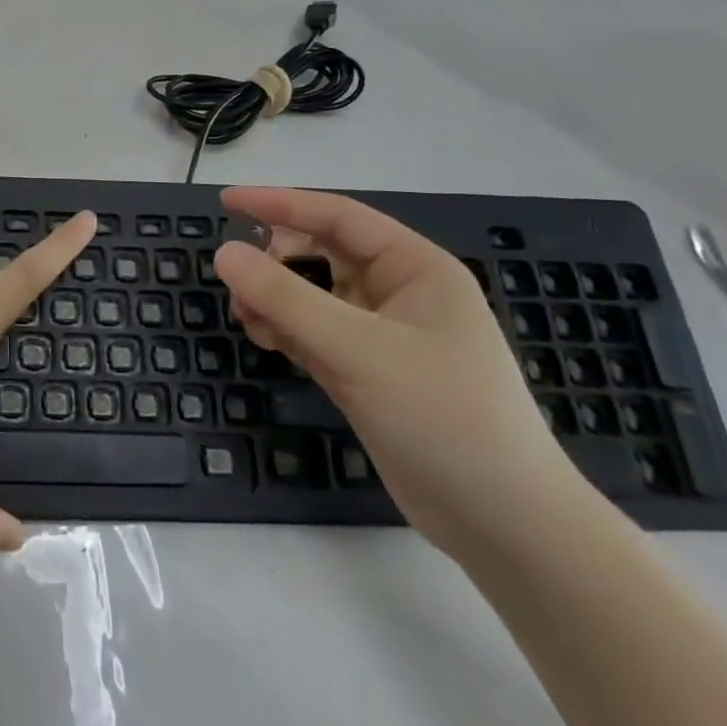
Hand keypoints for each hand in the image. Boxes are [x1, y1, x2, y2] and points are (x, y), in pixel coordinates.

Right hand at [214, 186, 593, 560]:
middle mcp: (398, 292)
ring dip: (275, 300)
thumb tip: (224, 252)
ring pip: (311, 295)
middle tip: (238, 287)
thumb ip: (286, 298)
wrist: (502, 524)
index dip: (279, 204)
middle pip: (319, 255)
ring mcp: (381, 334)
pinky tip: (266, 341)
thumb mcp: (358, 350)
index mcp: (415, 268)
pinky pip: (312, 332)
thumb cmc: (443, 417)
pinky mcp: (366, 371)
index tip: (226, 201)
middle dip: (275, 264)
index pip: (336, 217)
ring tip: (249, 321)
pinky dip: (285, 330)